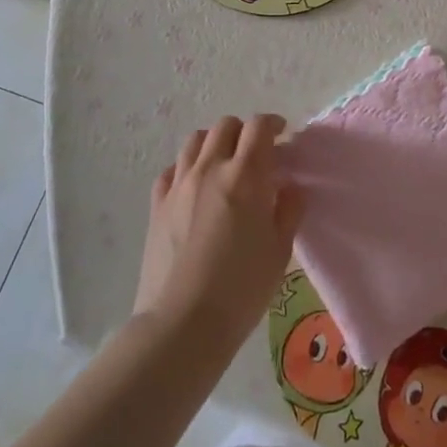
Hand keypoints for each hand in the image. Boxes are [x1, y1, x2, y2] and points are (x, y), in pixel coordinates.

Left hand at [133, 115, 301, 356]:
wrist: (182, 323)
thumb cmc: (241, 289)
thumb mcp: (279, 250)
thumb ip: (288, 210)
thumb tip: (290, 187)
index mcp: (245, 176)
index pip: (258, 127)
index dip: (272, 124)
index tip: (282, 134)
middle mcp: (209, 169)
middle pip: (225, 126)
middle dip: (244, 131)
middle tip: (256, 153)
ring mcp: (178, 185)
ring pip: (195, 141)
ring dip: (214, 143)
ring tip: (224, 164)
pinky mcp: (156, 204)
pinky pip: (172, 169)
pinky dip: (187, 167)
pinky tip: (195, 187)